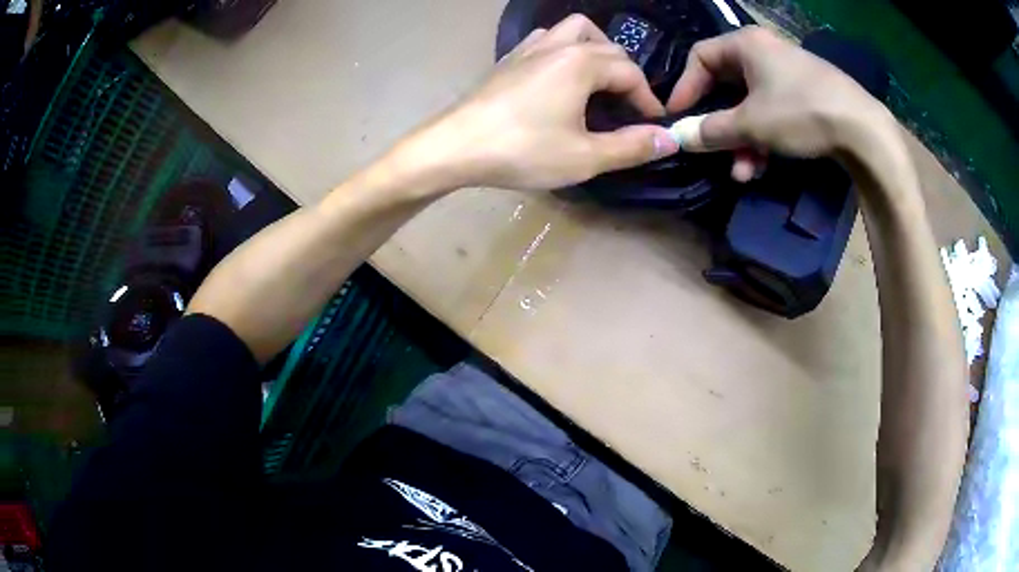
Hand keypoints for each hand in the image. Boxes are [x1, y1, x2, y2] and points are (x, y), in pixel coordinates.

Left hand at [402, 15, 678, 191]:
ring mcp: (529, 48)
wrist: (454, 147)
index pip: (631, 72)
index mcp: (582, 63)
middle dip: (627, 75)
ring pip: (574, 31)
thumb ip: (631, 147)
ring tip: (598, 81)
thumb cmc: (522, 150)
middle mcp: (558, 45)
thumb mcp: (585, 157)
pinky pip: (545, 39)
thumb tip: (671, 140)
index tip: (654, 126)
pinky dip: (564, 50)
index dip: (648, 100)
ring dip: (596, 50)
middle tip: (628, 109)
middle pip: (608, 47)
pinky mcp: (508, 59)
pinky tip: (559, 77)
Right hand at [667, 27, 889, 180]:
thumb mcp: (751, 124)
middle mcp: (764, 52)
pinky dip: (764, 138)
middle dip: (720, 125)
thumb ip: (711, 130)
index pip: (700, 58)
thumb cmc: (801, 112)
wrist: (864, 131)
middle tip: (712, 152)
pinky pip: (773, 112)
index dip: (685, 88)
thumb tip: (679, 137)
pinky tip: (764, 166)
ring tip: (744, 172)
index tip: (678, 118)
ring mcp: (787, 74)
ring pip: (751, 105)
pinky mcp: (805, 95)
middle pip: (727, 86)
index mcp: (745, 44)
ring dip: (743, 141)